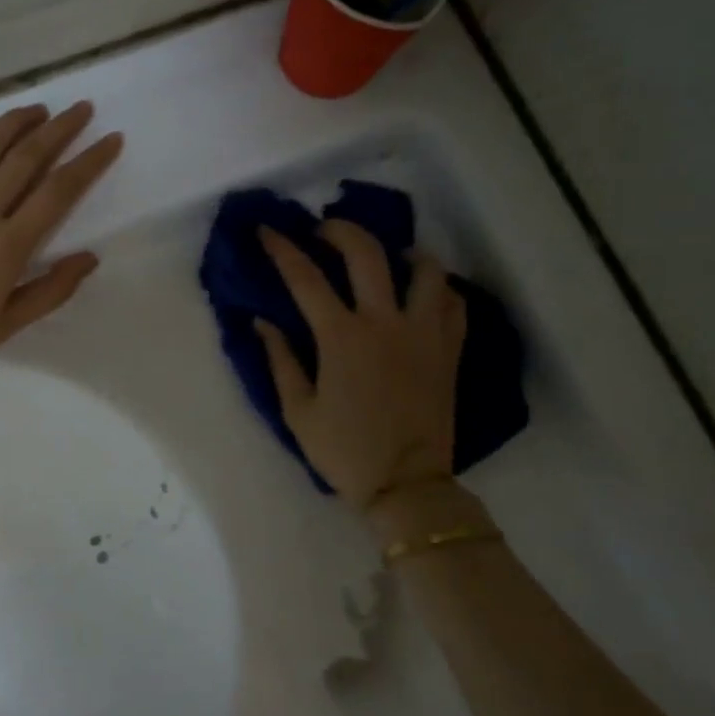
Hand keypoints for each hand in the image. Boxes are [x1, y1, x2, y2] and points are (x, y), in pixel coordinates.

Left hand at [0, 101, 122, 414]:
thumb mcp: (11, 323)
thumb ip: (53, 289)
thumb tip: (90, 258)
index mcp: (6, 248)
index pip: (57, 192)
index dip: (89, 162)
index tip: (111, 139)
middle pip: (24, 158)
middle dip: (58, 129)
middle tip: (82, 109)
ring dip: (15, 122)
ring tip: (39, 108)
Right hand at [255, 221, 465, 505]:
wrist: (406, 485)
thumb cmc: (344, 452)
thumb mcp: (298, 411)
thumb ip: (280, 360)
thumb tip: (261, 322)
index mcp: (341, 338)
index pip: (305, 278)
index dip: (282, 249)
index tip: (268, 230)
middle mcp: (385, 323)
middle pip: (367, 253)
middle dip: (341, 230)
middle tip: (325, 230)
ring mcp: (424, 334)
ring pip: (426, 269)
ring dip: (403, 252)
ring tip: (389, 257)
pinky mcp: (449, 350)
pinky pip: (453, 303)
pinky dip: (438, 289)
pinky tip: (423, 293)